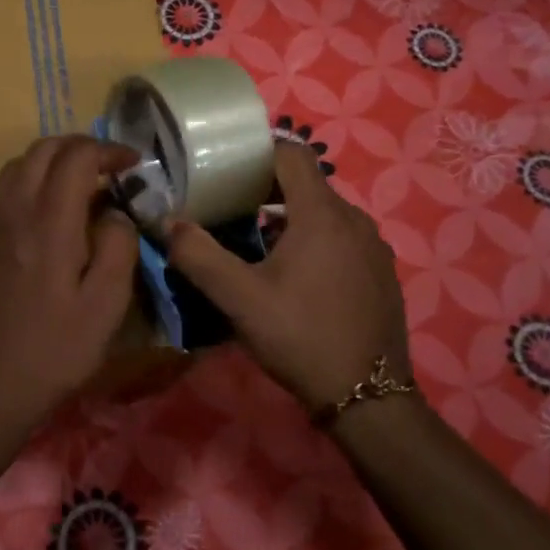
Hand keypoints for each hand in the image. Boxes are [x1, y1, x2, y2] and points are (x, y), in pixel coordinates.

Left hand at [0, 135, 142, 421]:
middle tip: (109, 167)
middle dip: (80, 147)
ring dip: (51, 160)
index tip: (133, 164)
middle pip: (43, 149)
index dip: (108, 150)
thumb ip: (119, 246)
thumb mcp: (107, 304)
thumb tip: (114, 212)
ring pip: (17, 165)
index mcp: (49, 223)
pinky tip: (39, 210)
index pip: (77, 157)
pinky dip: (24, 181)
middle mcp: (12, 210)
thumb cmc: (56, 349)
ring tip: (78, 183)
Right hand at [165, 142, 410, 410]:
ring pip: (326, 213)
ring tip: (258, 244)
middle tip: (232, 209)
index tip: (228, 171)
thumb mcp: (240, 299)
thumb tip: (167, 222)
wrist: (368, 395)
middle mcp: (354, 220)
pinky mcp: (382, 272)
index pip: (292, 154)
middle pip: (308, 184)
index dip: (258, 154)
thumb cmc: (300, 336)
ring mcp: (374, 247)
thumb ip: (199, 256)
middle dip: (268, 189)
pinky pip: (344, 238)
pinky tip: (297, 277)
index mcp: (322, 214)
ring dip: (292, 218)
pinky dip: (317, 240)